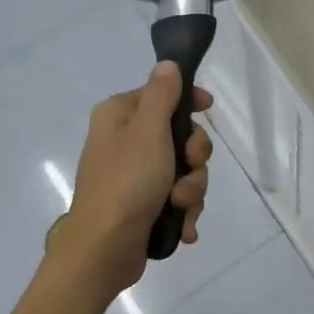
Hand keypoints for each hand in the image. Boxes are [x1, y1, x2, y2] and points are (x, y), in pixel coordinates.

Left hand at [62, 63, 214, 292]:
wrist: (104, 249)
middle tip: (189, 169)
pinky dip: (184, 211)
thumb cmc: (126, 182)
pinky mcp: (143, 205)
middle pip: (179, 135)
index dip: (189, 101)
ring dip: (191, 189)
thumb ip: (162, 94)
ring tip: (180, 207)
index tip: (209, 109)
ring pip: (184, 170)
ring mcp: (134, 176)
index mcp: (119, 116)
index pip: (161, 94)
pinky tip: (185, 226)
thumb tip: (167, 64)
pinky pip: (177, 198)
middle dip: (194, 158)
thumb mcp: (148, 130)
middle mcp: (125, 141)